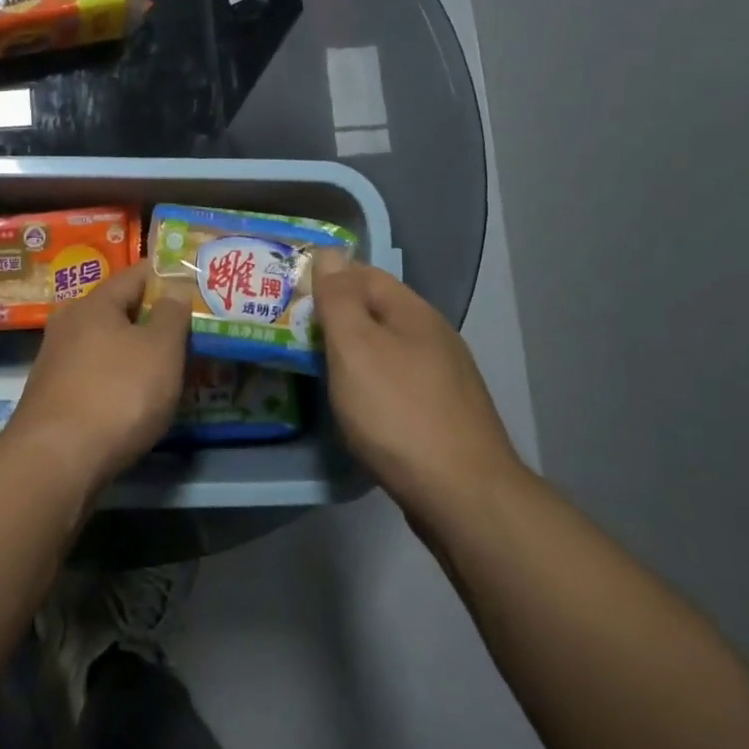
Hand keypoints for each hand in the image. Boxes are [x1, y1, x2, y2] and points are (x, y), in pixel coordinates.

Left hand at [3, 260, 191, 490]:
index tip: (198, 283)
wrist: (57, 460)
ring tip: (173, 365)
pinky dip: (121, 378)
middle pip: (119, 310)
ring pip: (108, 344)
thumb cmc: (117, 394)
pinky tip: (139, 397)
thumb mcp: (160, 349)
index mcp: (94, 303)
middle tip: (192, 329)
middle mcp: (69, 324)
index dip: (168, 275)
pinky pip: (97, 374)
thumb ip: (172, 313)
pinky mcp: (55, 396)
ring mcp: (57, 361)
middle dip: (154, 317)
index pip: (136, 274)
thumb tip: (174, 286)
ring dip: (137, 351)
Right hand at [313, 251, 521, 504]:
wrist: (462, 494)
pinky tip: (353, 402)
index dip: (325, 277)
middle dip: (335, 316)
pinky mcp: (442, 413)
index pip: (364, 274)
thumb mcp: (356, 348)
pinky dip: (368, 381)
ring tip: (312, 364)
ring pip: (386, 348)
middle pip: (376, 311)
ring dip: (351, 350)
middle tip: (290, 331)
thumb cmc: (397, 413)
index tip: (287, 293)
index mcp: (413, 313)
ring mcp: (443, 377)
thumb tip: (330, 254)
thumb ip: (339, 300)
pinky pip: (395, 381)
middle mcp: (433, 337)